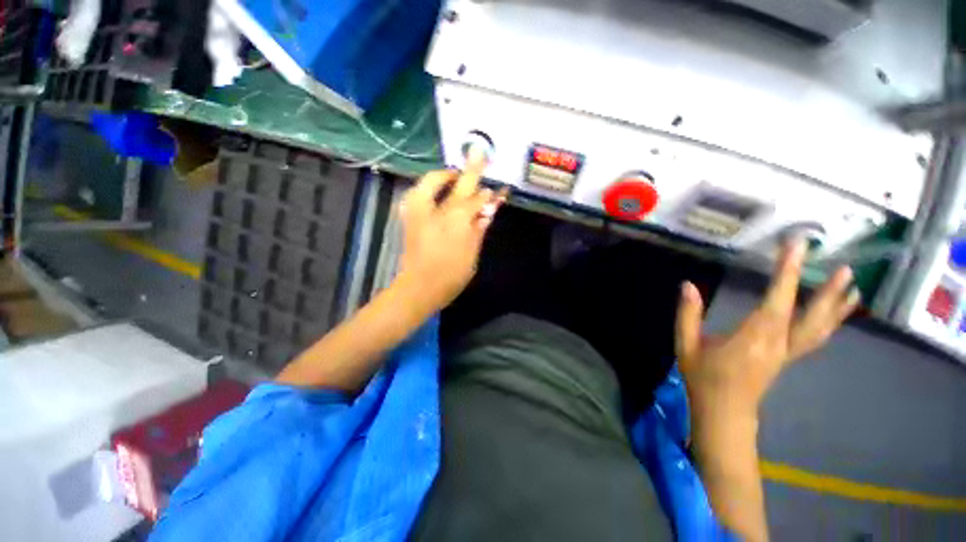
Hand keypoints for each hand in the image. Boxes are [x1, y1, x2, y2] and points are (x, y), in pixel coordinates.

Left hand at [395, 151, 506, 313]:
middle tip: (478, 151)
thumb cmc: (451, 274)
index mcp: (457, 220)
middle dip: (471, 169)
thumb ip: (479, 228)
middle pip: (459, 184)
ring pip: (433, 182)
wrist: (419, 287)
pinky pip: (419, 193)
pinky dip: (429, 188)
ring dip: (446, 176)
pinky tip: (437, 192)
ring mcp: (420, 211)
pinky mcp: (409, 217)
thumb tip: (488, 210)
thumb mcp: (472, 253)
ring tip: (455, 175)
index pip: (477, 200)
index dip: (489, 195)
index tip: (499, 190)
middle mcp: (438, 209)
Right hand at [675, 240, 859, 422]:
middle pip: (809, 317)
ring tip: (852, 285)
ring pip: (819, 328)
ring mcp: (787, 353)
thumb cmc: (703, 377)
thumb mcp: (686, 345)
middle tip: (844, 268)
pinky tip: (838, 312)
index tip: (795, 247)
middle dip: (827, 292)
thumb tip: (687, 285)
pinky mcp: (788, 357)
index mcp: (753, 339)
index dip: (786, 273)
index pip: (775, 301)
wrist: (723, 411)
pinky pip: (815, 337)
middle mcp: (778, 344)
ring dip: (837, 306)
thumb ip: (687, 315)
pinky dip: (830, 322)